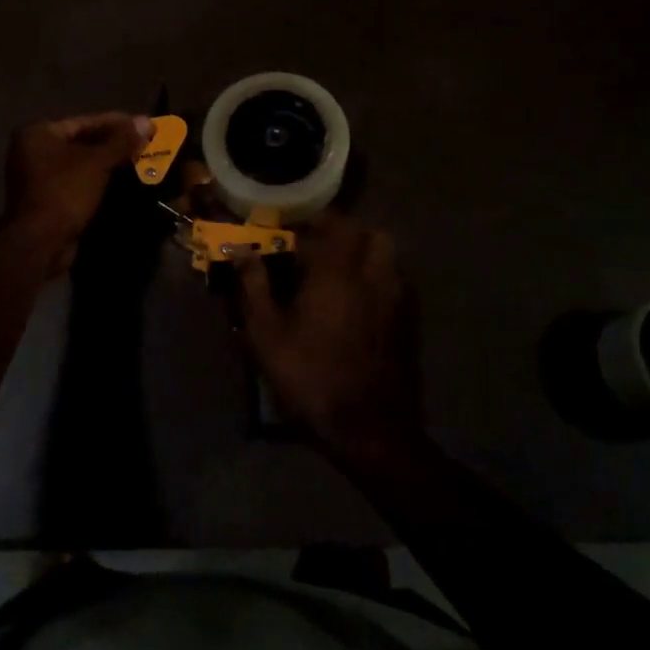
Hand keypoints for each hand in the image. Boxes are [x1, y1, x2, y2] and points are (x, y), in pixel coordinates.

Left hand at [4, 112, 152, 274]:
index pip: (84, 122)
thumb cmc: (65, 192)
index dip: (117, 123)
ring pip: (82, 164)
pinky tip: (124, 183)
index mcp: (38, 134)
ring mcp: (39, 178)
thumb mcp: (97, 162)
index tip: (143, 125)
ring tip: (140, 161)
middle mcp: (34, 151)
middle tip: (145, 144)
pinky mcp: (48, 200)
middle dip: (114, 144)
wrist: (40, 244)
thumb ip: (122, 141)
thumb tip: (146, 121)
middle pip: (82, 142)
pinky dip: (99, 181)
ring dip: (109, 164)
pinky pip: (78, 183)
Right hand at [235, 211, 420, 459]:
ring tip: (337, 275)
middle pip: (372, 234)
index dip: (315, 219)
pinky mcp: (410, 325)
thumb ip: (253, 286)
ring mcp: (399, 301)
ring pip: (388, 258)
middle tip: (319, 248)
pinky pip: (396, 284)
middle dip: (347, 233)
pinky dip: (377, 280)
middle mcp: (375, 277)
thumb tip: (240, 251)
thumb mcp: (266, 333)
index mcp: (339, 272)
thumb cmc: (310, 376)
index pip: (335, 223)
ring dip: (365, 255)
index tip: (294, 227)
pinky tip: (356, 304)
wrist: (368, 430)